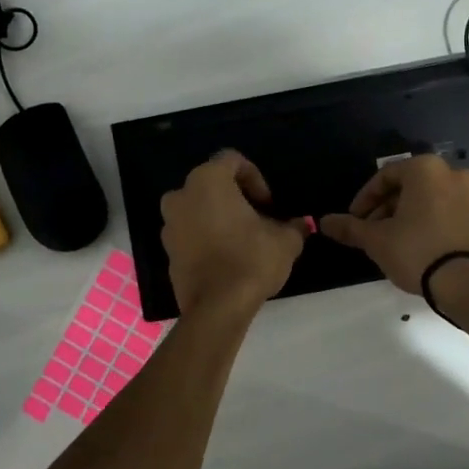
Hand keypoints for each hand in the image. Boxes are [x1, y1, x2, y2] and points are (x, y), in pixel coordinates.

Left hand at [160, 151, 307, 316]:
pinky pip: (189, 233)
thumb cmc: (251, 260)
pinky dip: (205, 237)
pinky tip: (226, 257)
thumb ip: (293, 225)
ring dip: (218, 217)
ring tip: (242, 240)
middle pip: (212, 184)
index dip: (255, 178)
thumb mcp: (285, 240)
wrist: (217, 307)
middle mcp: (181, 195)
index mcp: (207, 180)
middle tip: (258, 219)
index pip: (232, 160)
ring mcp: (169, 224)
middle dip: (235, 197)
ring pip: (198, 208)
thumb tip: (302, 224)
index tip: (268, 205)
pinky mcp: (167, 251)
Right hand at [321, 154, 468, 293]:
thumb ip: (349, 227)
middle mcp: (452, 173)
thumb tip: (323, 222)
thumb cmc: (417, 251)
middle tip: (370, 231)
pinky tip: (415, 245)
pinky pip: (446, 211)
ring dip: (405, 215)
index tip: (354, 220)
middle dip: (385, 207)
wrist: (468, 285)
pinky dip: (428, 221)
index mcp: (426, 169)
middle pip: (408, 186)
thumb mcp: (376, 239)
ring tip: (390, 241)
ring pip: (428, 198)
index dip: (364, 199)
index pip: (385, 176)